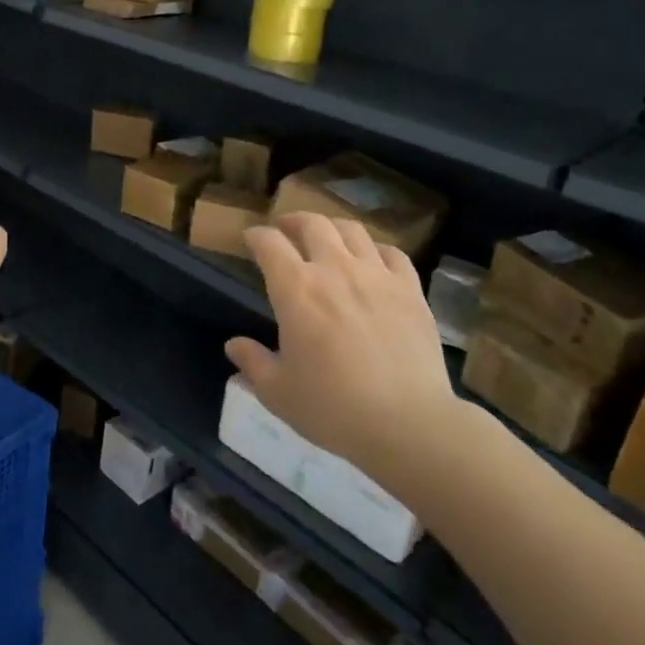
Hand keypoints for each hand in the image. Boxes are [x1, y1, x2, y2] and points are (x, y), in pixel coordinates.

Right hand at [226, 213, 462, 478]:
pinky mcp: (410, 289)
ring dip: (333, 228)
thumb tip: (233, 345)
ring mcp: (377, 275)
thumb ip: (253, 362)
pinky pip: (392, 253)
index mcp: (296, 288)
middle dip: (293, 221)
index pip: (269, 243)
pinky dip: (376, 250)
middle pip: (312, 223)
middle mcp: (335, 268)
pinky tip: (373, 261)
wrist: (408, 423)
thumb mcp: (278, 392)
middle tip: (285, 230)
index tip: (250, 239)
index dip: (256, 236)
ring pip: (352, 230)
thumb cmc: (333, 408)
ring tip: (327, 238)